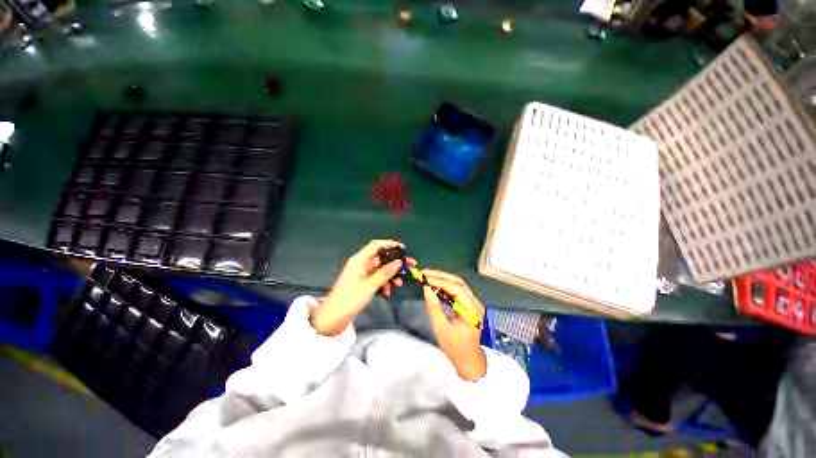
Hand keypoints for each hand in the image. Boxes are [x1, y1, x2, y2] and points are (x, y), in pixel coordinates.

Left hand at [310, 240, 413, 335]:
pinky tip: (388, 292)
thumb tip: (399, 262)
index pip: (376, 245)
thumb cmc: (350, 298)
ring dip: (390, 275)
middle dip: (394, 262)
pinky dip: (384, 283)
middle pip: (380, 258)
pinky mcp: (362, 283)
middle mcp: (361, 264)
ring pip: (380, 269)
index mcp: (359, 260)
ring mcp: (361, 274)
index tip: (403, 248)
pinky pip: (377, 278)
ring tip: (400, 283)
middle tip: (409, 266)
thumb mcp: (370, 285)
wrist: (333, 317)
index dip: (389, 244)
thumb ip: (385, 272)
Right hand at [421, 269, 486, 380]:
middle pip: (458, 282)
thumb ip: (433, 307)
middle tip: (424, 273)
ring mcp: (473, 303)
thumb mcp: (441, 328)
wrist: (469, 360)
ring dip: (442, 279)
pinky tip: (435, 286)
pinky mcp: (469, 304)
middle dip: (440, 276)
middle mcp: (475, 303)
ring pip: (457, 284)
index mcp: (472, 310)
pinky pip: (457, 290)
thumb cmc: (455, 347)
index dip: (440, 280)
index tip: (425, 277)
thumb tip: (426, 288)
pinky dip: (445, 286)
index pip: (457, 288)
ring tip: (427, 277)